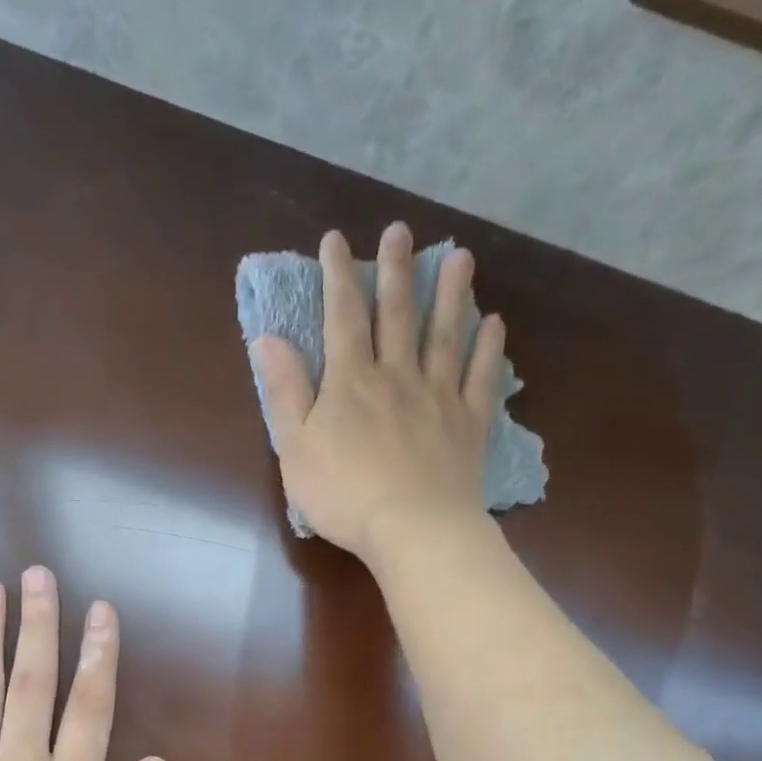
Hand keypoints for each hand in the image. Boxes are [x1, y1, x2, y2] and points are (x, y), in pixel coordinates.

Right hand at [252, 221, 505, 561]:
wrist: (414, 529)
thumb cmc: (344, 495)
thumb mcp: (295, 448)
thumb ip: (285, 392)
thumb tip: (267, 339)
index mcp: (351, 382)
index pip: (342, 317)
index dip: (338, 276)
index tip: (336, 240)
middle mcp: (397, 376)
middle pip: (397, 315)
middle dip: (396, 270)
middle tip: (402, 230)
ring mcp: (439, 397)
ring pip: (445, 335)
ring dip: (451, 294)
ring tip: (461, 257)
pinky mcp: (469, 424)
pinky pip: (481, 377)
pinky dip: (489, 348)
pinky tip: (494, 323)